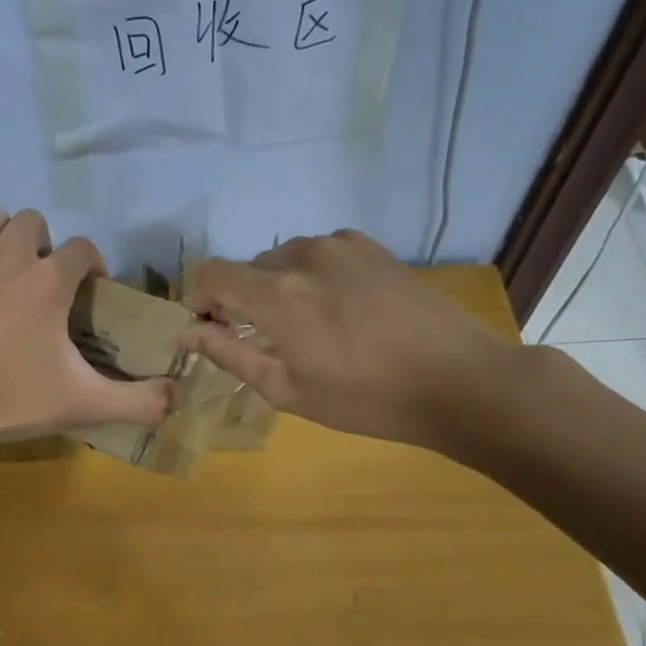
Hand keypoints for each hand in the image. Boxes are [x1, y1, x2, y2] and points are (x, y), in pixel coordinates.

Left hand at [0, 208, 173, 471]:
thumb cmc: (2, 399)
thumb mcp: (80, 405)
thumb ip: (137, 402)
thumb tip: (177, 397)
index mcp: (50, 279)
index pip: (85, 249)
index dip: (94, 268)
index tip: (91, 296)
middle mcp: (11, 252)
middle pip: (38, 223)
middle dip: (47, 248)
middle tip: (44, 289)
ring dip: (8, 239)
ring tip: (8, 276)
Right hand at [180, 229, 522, 461]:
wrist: (457, 380)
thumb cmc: (366, 399)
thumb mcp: (289, 390)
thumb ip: (231, 355)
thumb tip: (188, 332)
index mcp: (277, 294)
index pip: (212, 274)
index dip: (198, 297)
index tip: (205, 325)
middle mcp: (302, 256)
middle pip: (248, 268)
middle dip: (239, 299)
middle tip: (258, 339)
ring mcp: (340, 246)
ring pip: (284, 259)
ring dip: (277, 287)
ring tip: (302, 326)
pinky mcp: (371, 248)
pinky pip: (319, 254)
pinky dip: (310, 276)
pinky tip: (335, 309)